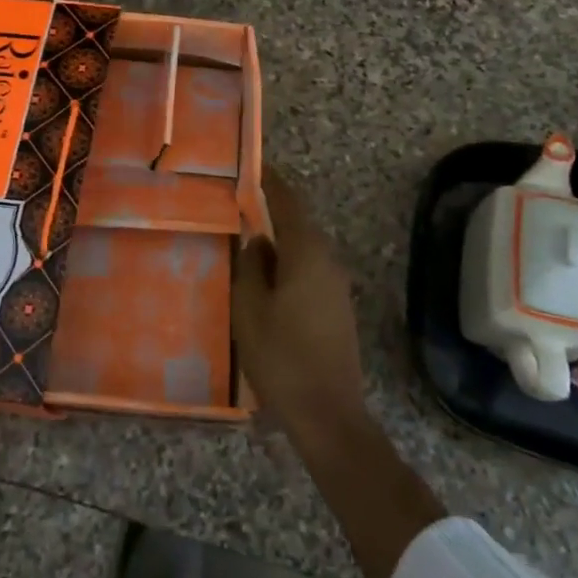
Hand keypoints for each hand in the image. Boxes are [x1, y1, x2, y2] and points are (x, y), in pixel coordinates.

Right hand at [231, 170, 368, 446]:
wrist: (328, 413)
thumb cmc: (282, 356)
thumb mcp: (250, 309)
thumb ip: (250, 267)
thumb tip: (257, 241)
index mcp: (307, 254)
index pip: (289, 203)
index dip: (271, 182)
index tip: (254, 165)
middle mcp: (327, 261)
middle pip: (299, 224)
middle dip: (273, 210)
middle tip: (241, 202)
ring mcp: (336, 286)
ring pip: (304, 249)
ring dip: (280, 240)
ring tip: (248, 238)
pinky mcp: (336, 308)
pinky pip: (309, 270)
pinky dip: (288, 264)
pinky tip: (267, 279)